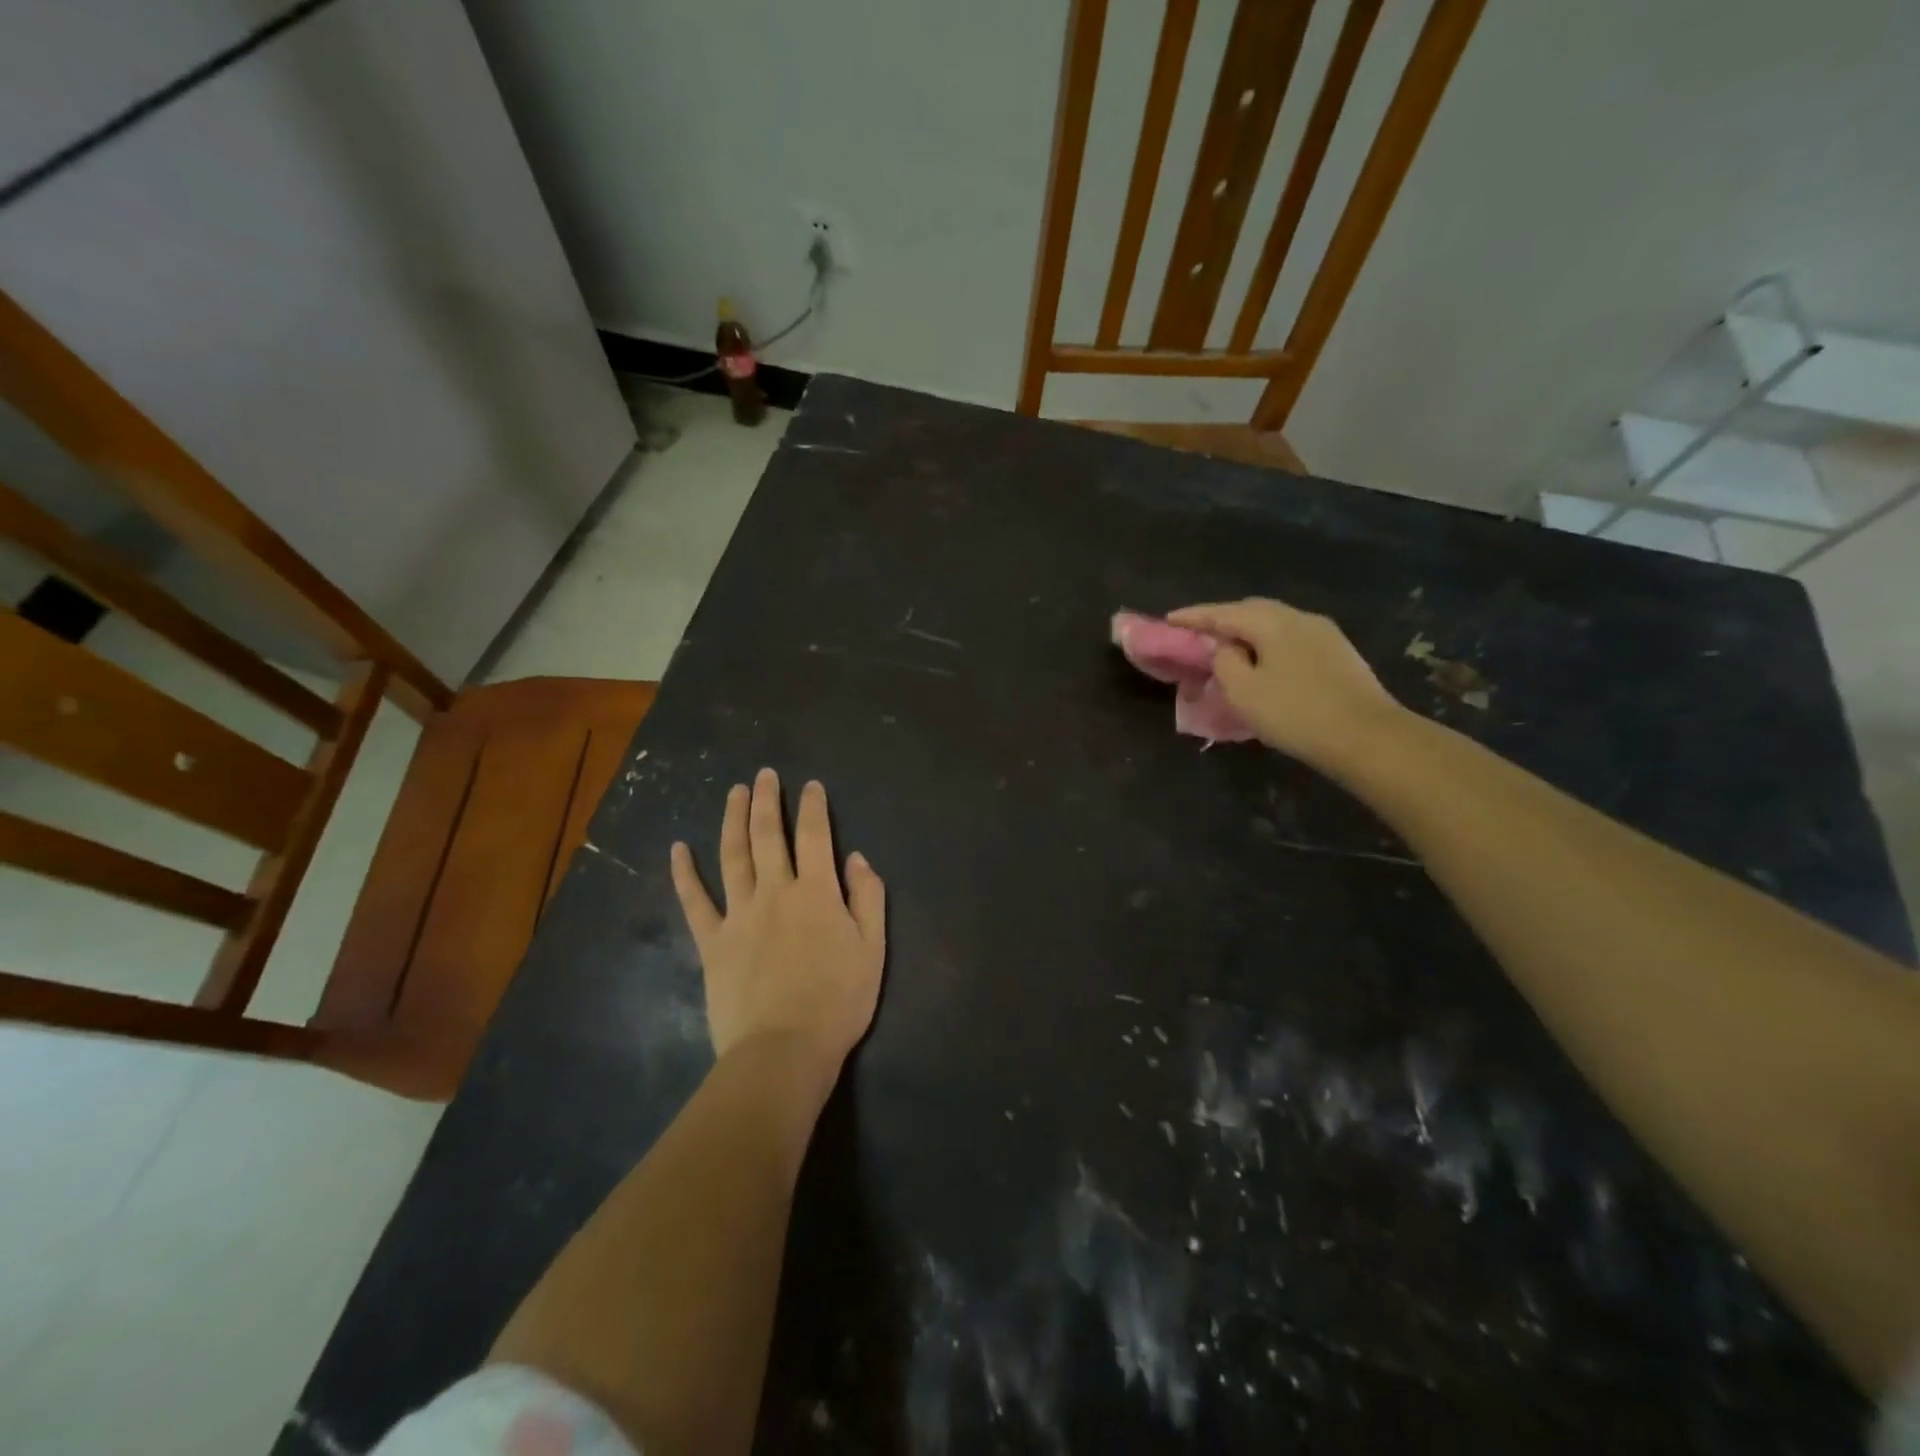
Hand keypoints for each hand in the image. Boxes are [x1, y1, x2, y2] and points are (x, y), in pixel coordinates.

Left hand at [670, 770, 886, 1082]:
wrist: (783, 1050)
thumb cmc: (838, 1002)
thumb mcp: (873, 949)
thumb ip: (867, 898)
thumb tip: (856, 858)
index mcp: (817, 892)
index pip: (816, 836)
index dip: (813, 807)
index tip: (810, 785)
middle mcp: (775, 892)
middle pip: (768, 835)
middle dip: (768, 801)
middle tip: (765, 774)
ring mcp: (739, 914)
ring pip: (733, 856)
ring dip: (733, 820)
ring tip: (734, 793)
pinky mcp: (713, 942)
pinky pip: (694, 901)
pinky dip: (684, 873)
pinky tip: (678, 849)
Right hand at [1167, 598, 1403, 768]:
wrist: (1368, 737)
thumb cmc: (1296, 713)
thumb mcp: (1244, 691)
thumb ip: (1224, 662)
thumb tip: (1226, 648)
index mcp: (1272, 622)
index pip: (1222, 612)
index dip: (1193, 616)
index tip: (1168, 620)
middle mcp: (1299, 618)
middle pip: (1252, 611)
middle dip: (1222, 621)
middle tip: (1198, 637)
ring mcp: (1324, 634)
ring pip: (1274, 625)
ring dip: (1248, 634)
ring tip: (1229, 652)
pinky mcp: (1339, 654)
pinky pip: (1291, 640)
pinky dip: (1269, 646)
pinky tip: (1264, 665)